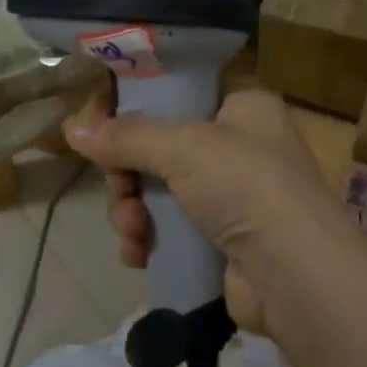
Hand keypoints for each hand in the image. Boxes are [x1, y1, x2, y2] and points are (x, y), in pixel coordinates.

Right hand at [63, 88, 350, 331]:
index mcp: (244, 107)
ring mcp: (233, 196)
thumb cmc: (245, 185)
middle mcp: (241, 146)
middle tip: (118, 190)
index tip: (99, 128)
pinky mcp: (222, 241)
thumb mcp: (184, 147)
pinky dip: (149, 240)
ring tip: (131, 231)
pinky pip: (170, 230)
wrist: (294, 273)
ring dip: (133, 210)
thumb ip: (128, 136)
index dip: (136, 108)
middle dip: (128, 174)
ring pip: (160, 191)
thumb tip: (72, 128)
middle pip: (161, 147)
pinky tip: (138, 254)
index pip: (180, 93)